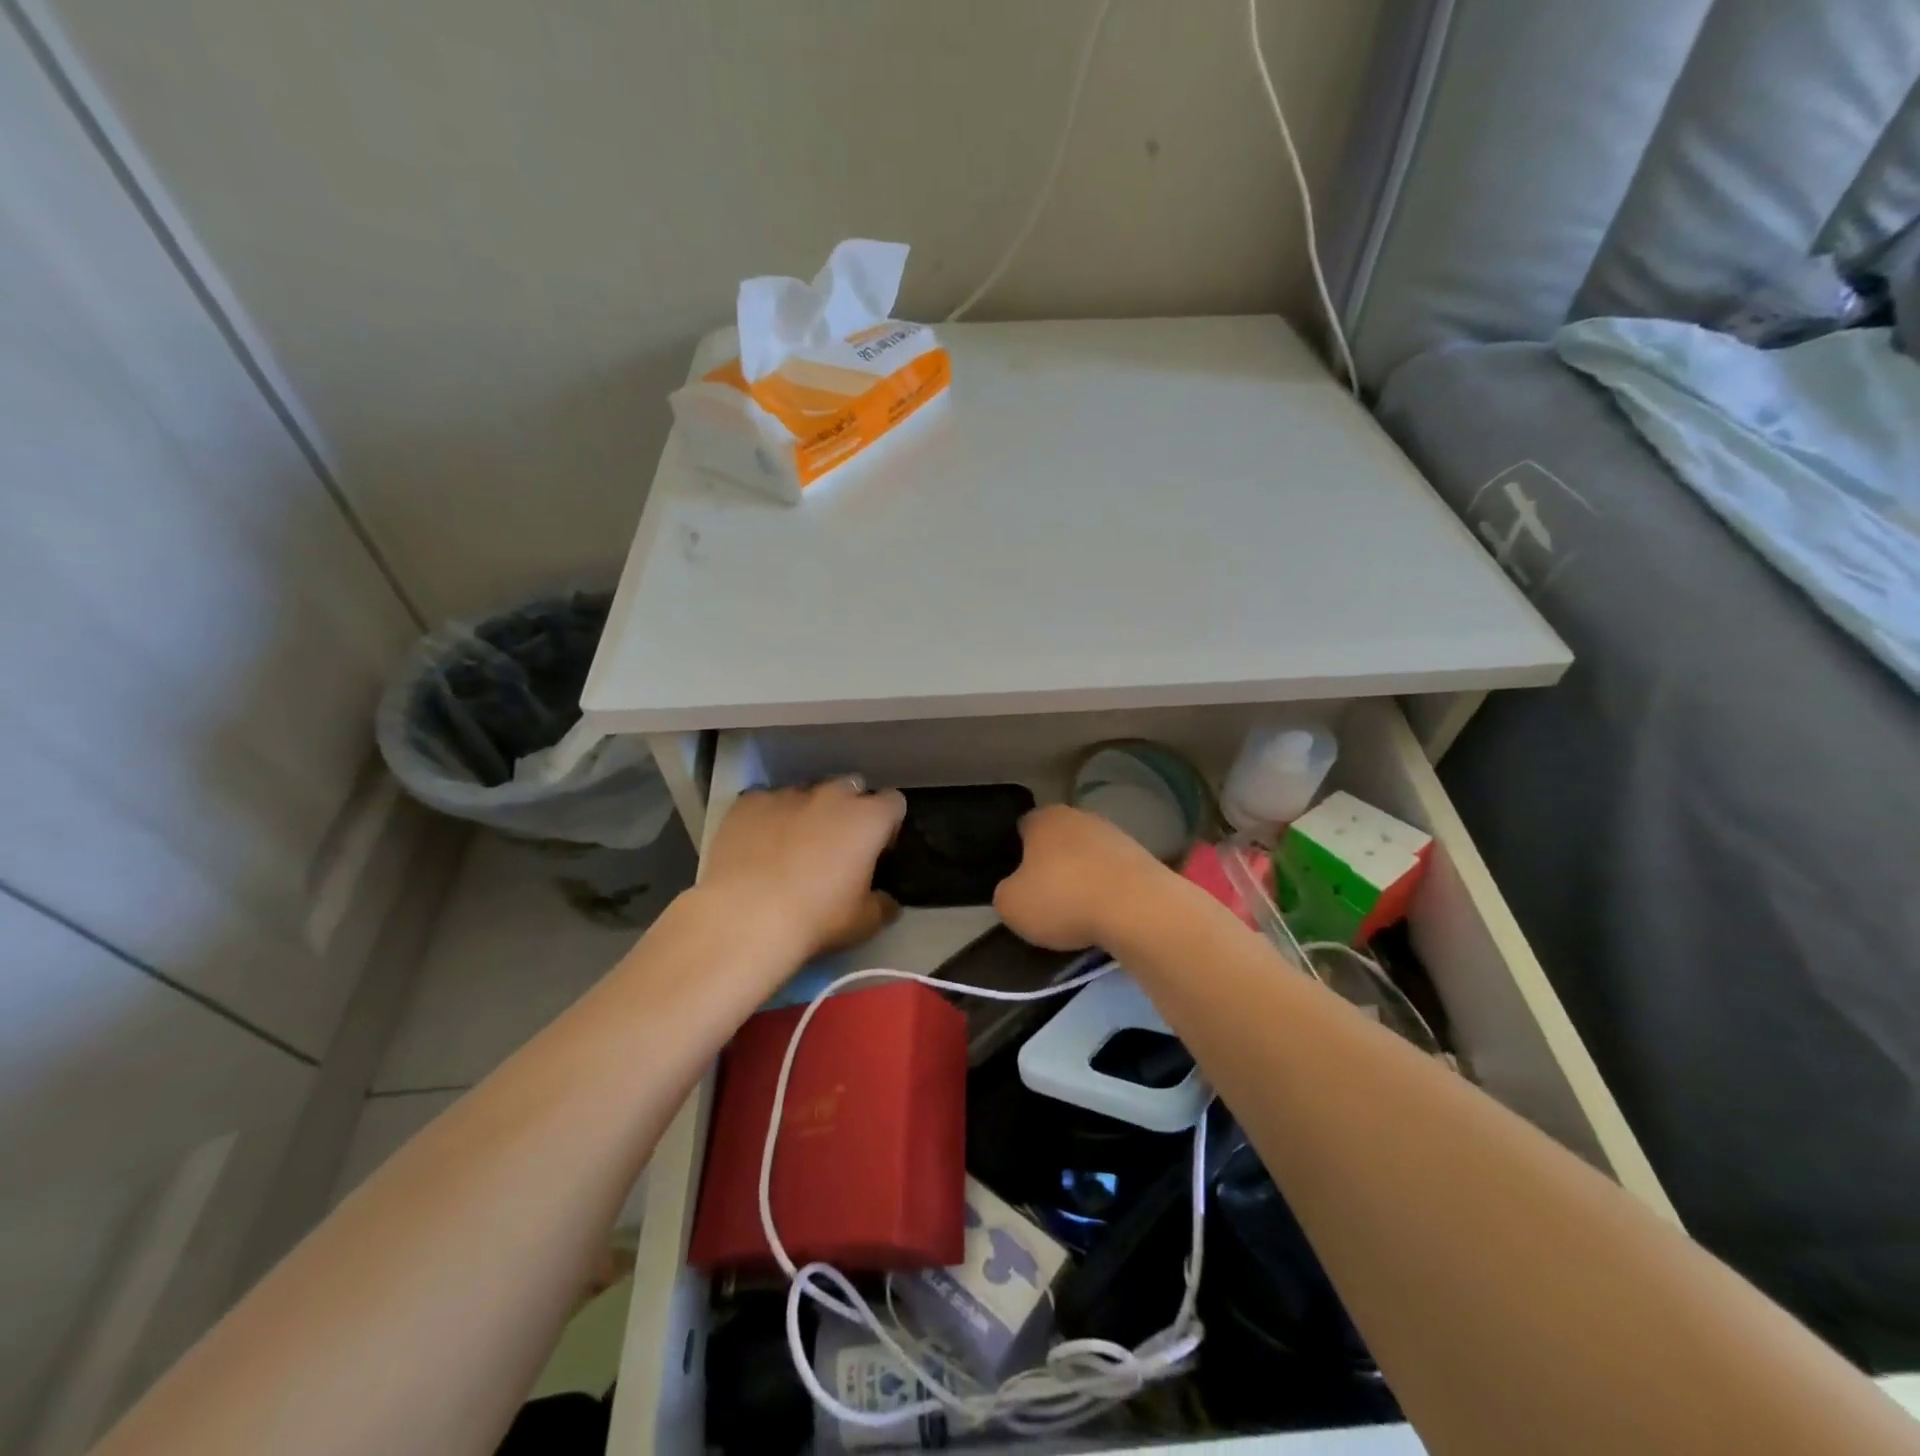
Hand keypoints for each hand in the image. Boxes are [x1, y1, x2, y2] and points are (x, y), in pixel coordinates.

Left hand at [699, 778, 906, 962]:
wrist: (745, 917)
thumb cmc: (815, 918)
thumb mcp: (863, 923)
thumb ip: (882, 905)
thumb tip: (887, 901)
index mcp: (868, 819)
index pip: (894, 802)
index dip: (888, 824)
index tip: (878, 849)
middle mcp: (831, 796)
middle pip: (851, 787)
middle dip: (849, 809)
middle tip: (838, 845)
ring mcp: (787, 795)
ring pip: (807, 792)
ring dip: (809, 811)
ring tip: (794, 845)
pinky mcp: (748, 802)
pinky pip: (766, 801)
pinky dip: (769, 816)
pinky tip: (758, 843)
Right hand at [993, 804, 1170, 950]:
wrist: (1137, 909)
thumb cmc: (1063, 899)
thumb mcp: (1011, 905)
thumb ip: (1005, 892)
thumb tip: (1015, 889)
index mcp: (1044, 818)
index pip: (1022, 828)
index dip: (1016, 852)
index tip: (1017, 880)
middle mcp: (1079, 816)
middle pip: (1058, 839)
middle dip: (1052, 863)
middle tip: (1045, 896)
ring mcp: (1115, 834)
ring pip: (1088, 855)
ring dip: (1082, 876)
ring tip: (1078, 911)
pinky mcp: (1143, 857)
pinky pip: (1113, 873)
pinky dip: (1108, 889)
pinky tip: (1106, 913)